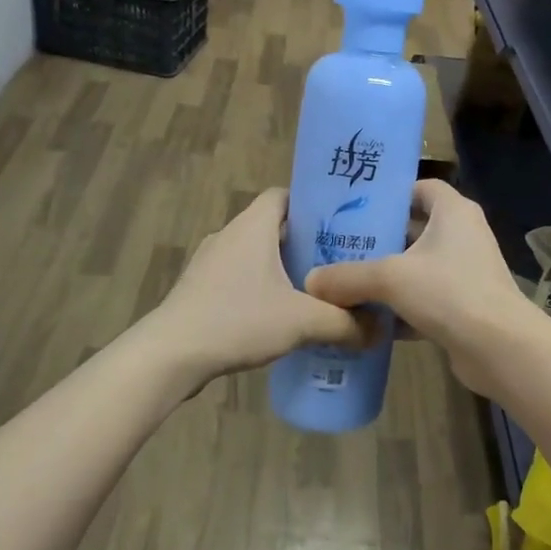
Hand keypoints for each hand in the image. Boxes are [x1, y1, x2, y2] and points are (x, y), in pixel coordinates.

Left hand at [144, 190, 363, 387]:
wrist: (170, 355)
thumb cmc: (237, 320)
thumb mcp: (302, 322)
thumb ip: (345, 323)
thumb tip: (380, 330)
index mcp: (252, 226)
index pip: (284, 194)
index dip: (311, 204)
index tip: (339, 224)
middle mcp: (229, 234)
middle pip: (272, 225)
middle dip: (303, 241)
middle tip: (336, 262)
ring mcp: (209, 262)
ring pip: (254, 253)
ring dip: (280, 267)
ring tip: (312, 291)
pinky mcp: (198, 289)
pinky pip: (237, 277)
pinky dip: (259, 287)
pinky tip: (277, 316)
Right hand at [304, 180, 542, 395]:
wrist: (500, 348)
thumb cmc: (449, 292)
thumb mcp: (391, 278)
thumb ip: (348, 277)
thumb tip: (310, 281)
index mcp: (453, 212)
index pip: (422, 188)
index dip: (392, 193)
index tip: (357, 206)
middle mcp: (463, 235)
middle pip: (416, 228)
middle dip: (381, 238)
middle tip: (340, 245)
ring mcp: (466, 272)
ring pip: (419, 266)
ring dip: (389, 275)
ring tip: (346, 280)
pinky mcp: (464, 305)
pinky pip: (425, 298)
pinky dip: (401, 307)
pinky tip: (368, 320)